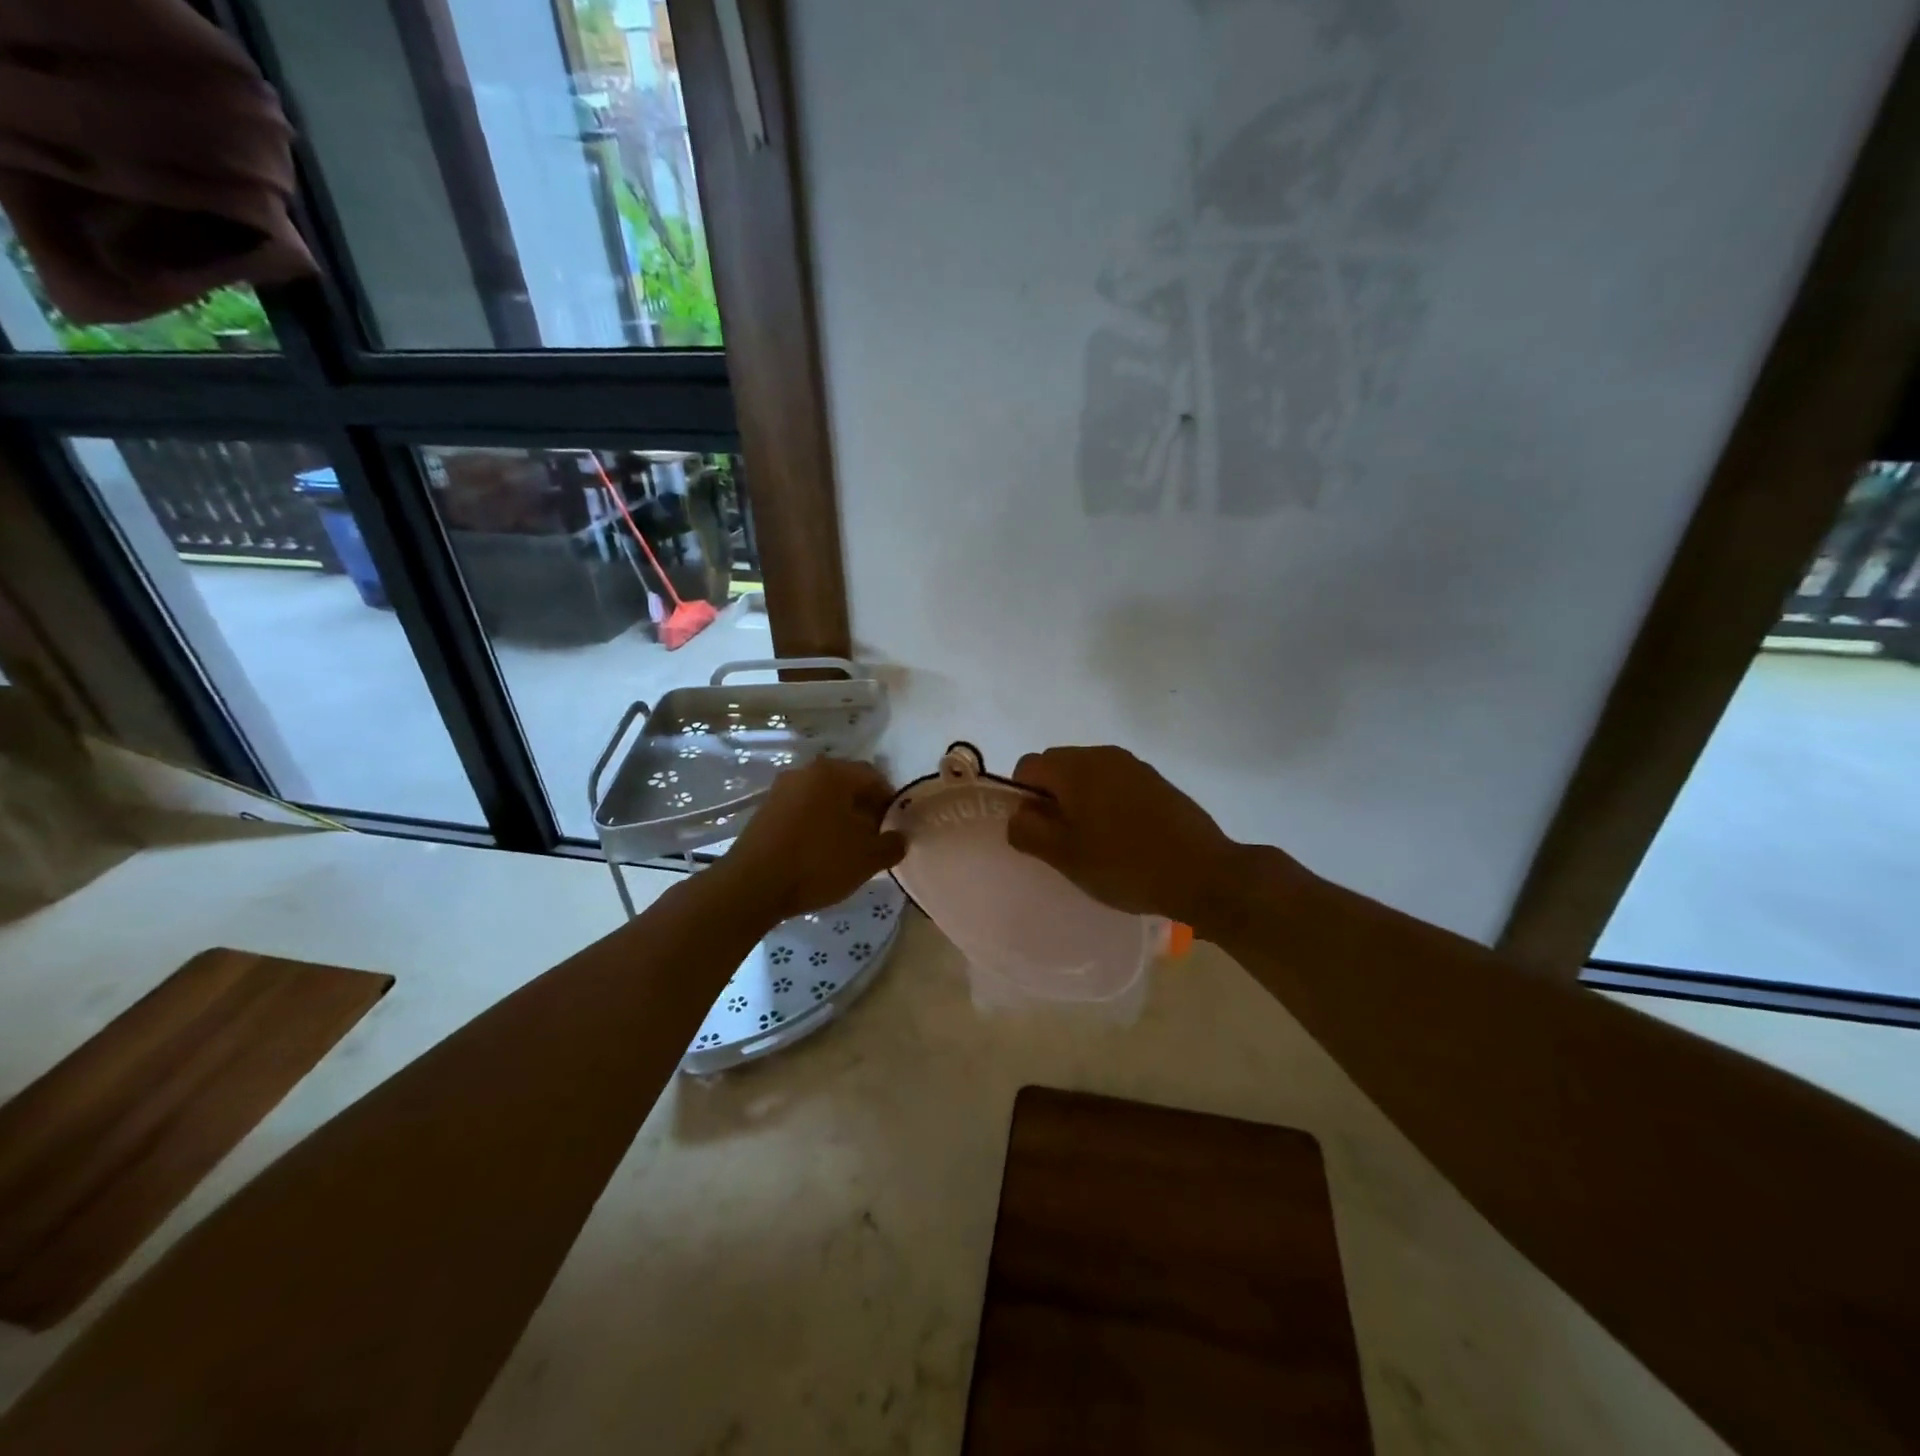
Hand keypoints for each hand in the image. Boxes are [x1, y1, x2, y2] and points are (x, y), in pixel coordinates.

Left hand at [717, 757, 905, 923]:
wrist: (753, 885)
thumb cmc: (818, 862)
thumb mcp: (867, 859)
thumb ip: (892, 845)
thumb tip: (900, 838)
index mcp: (833, 773)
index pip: (873, 776)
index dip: (889, 800)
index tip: (894, 826)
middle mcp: (805, 772)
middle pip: (846, 784)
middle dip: (864, 808)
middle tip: (874, 837)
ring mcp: (781, 790)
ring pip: (822, 797)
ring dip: (839, 817)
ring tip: (847, 848)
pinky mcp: (764, 811)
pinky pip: (802, 810)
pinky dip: (816, 824)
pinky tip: (819, 852)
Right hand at [1007, 745, 1250, 926]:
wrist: (1203, 873)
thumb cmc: (1124, 864)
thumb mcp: (1064, 855)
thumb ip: (1028, 831)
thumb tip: (1018, 815)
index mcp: (1075, 767)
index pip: (1027, 767)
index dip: (1021, 798)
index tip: (1036, 832)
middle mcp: (1103, 755)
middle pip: (1058, 767)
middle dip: (1051, 799)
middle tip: (1061, 841)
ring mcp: (1135, 766)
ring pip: (1089, 777)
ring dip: (1080, 802)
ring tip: (1094, 843)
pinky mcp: (1158, 782)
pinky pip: (1117, 785)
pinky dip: (1108, 805)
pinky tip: (1124, 839)